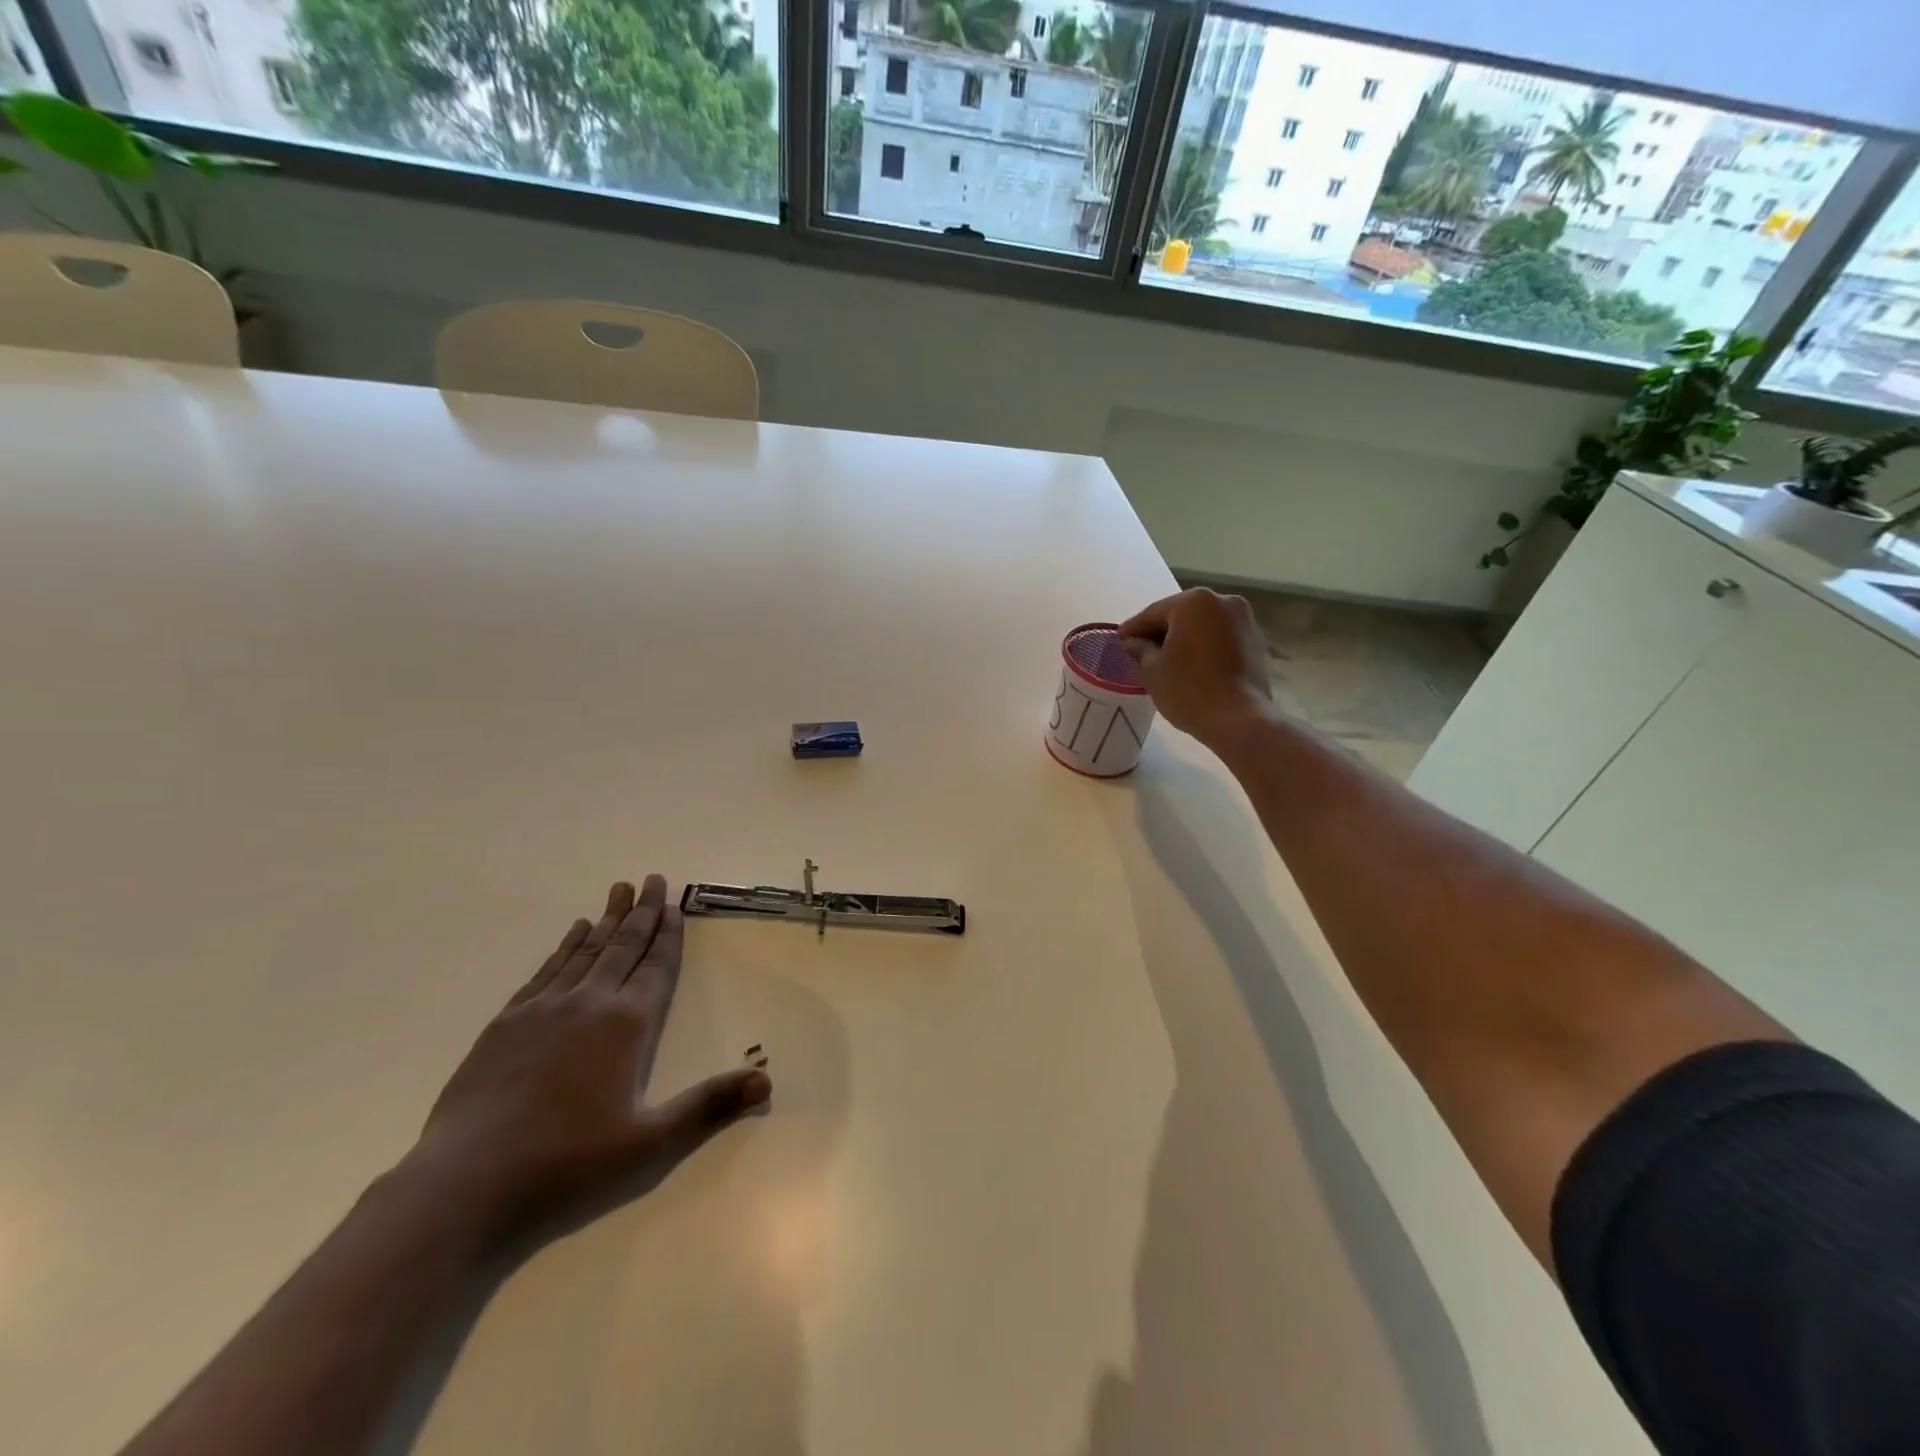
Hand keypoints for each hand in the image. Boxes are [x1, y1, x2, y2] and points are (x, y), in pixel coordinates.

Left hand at [402, 876, 769, 1240]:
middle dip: (642, 912)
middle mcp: (589, 1003)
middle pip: (623, 946)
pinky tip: (573, 933)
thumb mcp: (648, 1143)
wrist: (464, 1183)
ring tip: (619, 890)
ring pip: (586, 951)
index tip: (676, 904)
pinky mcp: (507, 1023)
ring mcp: (544, 1009)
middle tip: (653, 878)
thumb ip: (708, 1106)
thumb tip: (767, 1080)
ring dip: (606, 920)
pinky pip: (546, 970)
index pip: (656, 967)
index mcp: (627, 1025)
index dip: (669, 934)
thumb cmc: (566, 1163)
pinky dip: (565, 947)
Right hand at [1118, 588, 1272, 745]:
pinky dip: (1203, 647)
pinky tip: (1190, 665)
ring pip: (1202, 625)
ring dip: (1182, 639)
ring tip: (1164, 660)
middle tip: (1138, 650)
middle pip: (1180, 615)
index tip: (1118, 641)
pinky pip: (1219, 638)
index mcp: (1193, 602)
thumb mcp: (1152, 671)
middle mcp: (1222, 601)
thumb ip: (1140, 650)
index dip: (1132, 629)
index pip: (1153, 613)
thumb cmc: (1189, 690)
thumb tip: (1133, 642)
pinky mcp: (1255, 641)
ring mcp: (1243, 620)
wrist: (1240, 719)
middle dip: (1159, 631)